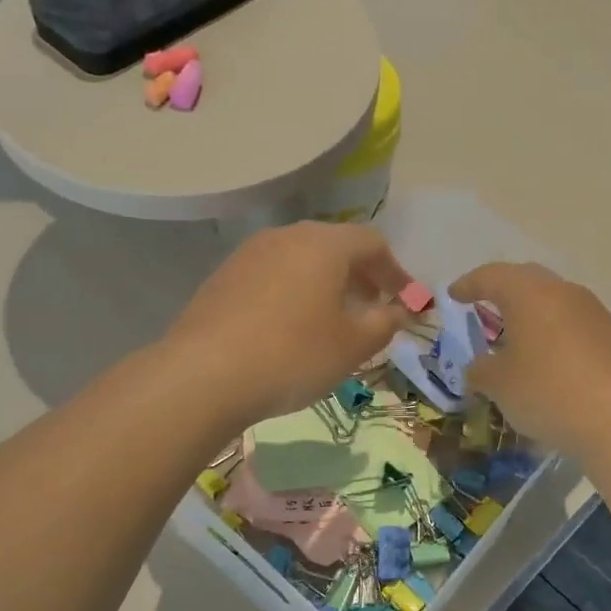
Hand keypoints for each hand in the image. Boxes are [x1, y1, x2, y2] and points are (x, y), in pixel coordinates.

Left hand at [164, 222, 412, 423]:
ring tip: (332, 319)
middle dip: (360, 275)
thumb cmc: (294, 355)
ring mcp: (249, 254)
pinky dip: (293, 292)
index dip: (396, 272)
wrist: (204, 374)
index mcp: (324, 244)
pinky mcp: (223, 277)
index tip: (406, 302)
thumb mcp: (353, 345)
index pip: (372, 243)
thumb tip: (398, 311)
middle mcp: (286, 236)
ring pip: (300, 259)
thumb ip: (384, 323)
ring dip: (325, 283)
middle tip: (372, 307)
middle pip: (334, 246)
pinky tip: (289, 326)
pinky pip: (272, 275)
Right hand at [449, 262, 610, 458]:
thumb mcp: (499, 385)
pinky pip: (573, 322)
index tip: (454, 294)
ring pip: (554, 300)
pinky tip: (548, 356)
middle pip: (527, 280)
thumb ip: (480, 370)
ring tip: (516, 333)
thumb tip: (479, 368)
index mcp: (529, 295)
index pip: (492, 276)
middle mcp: (564, 292)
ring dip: (532, 311)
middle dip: (503, 289)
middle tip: (484, 304)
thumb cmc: (547, 392)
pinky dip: (554, 330)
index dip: (469, 285)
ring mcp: (594, 312)